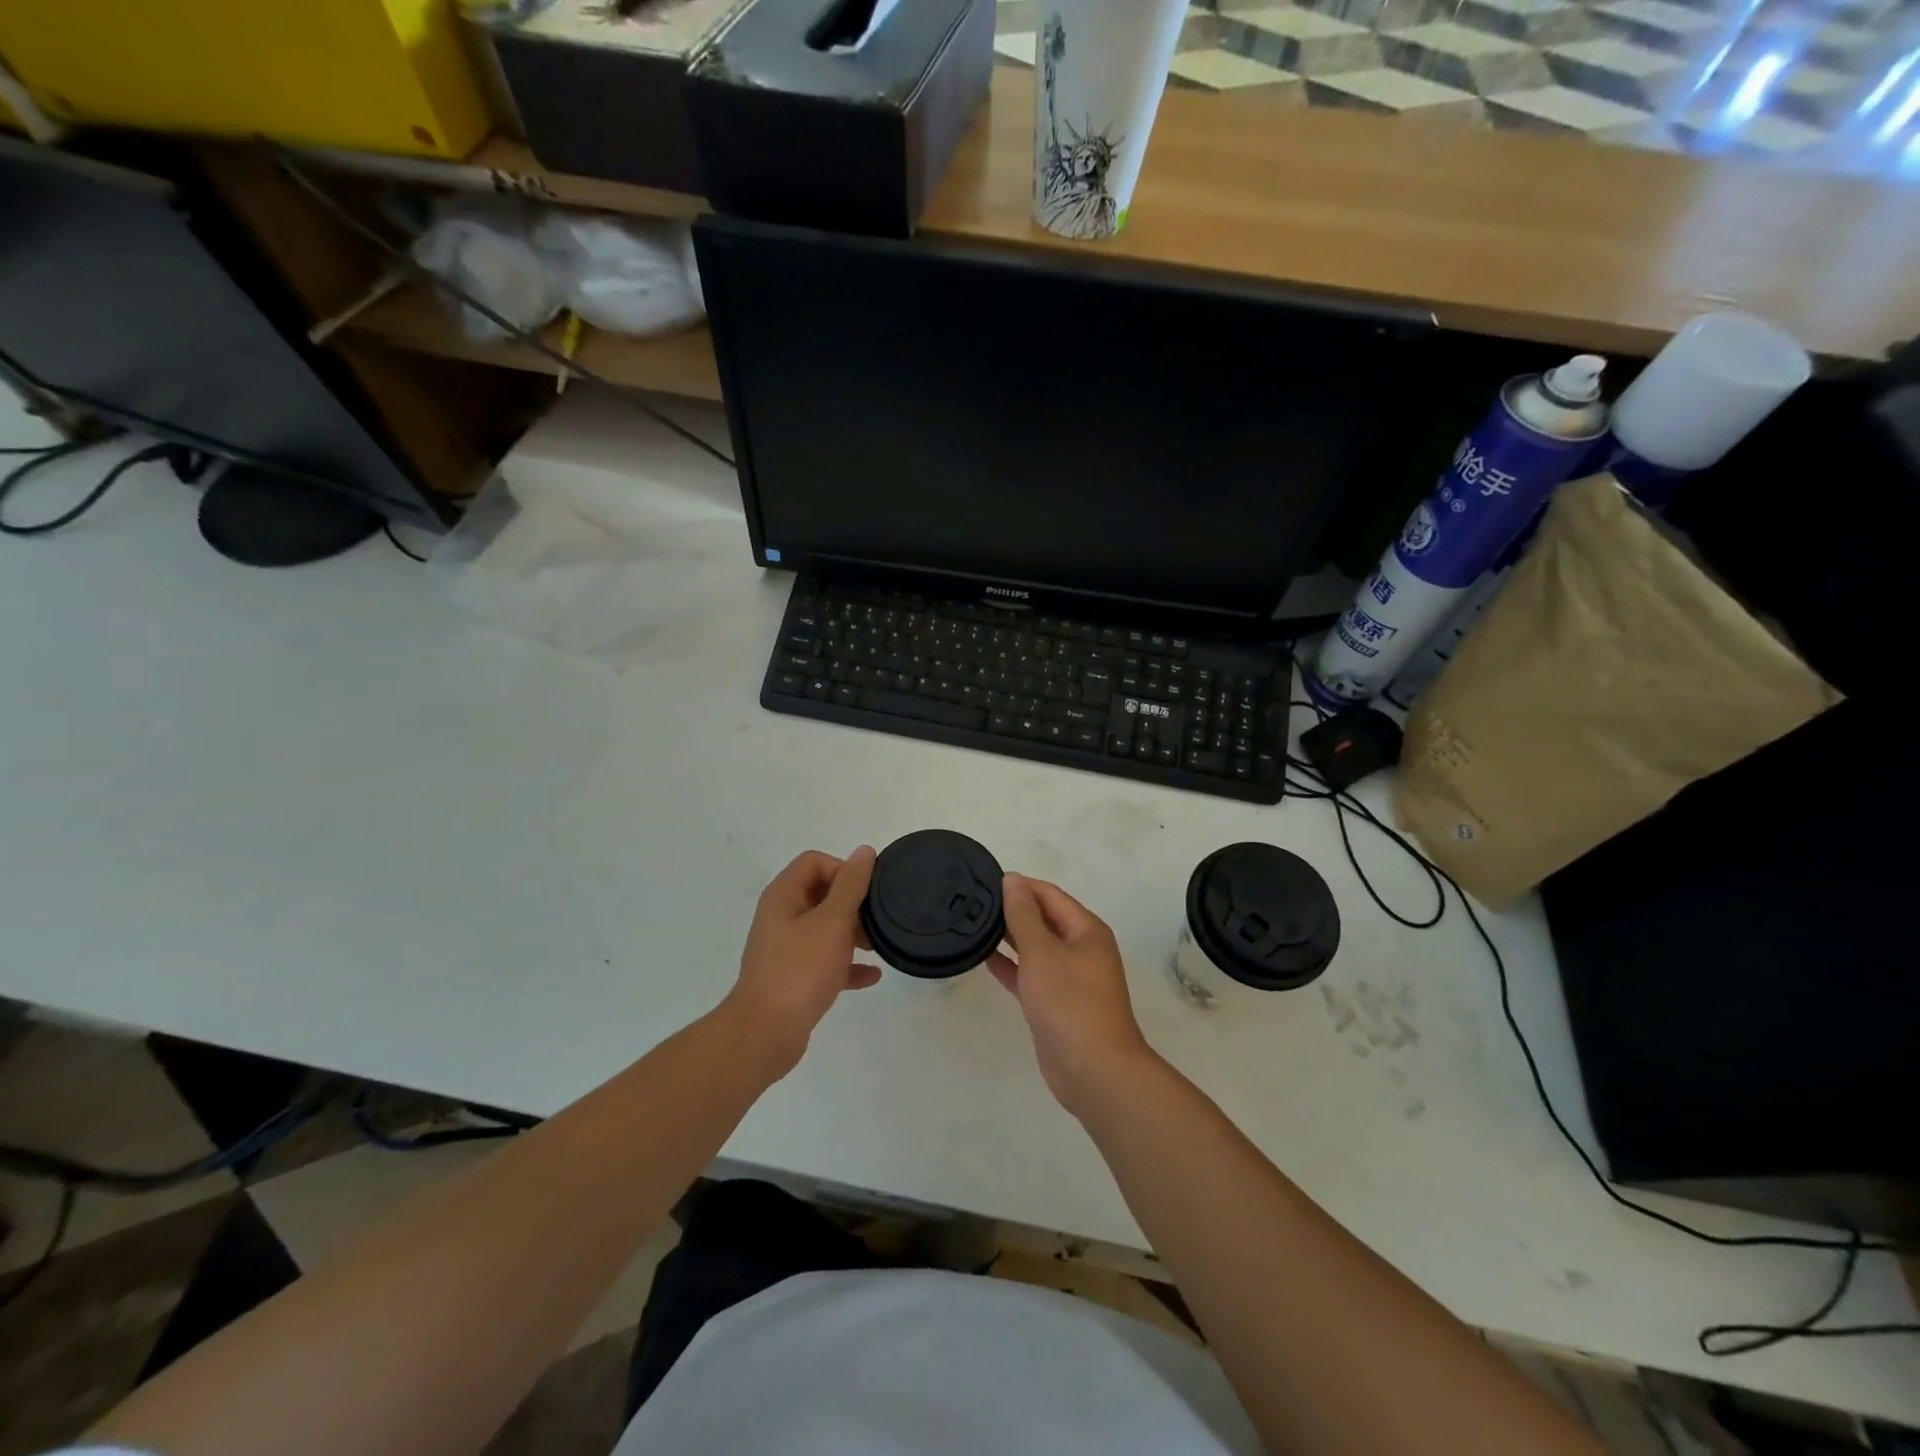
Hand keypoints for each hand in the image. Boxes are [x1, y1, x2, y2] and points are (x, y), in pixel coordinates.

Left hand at [726, 847, 880, 1077]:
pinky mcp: (793, 977)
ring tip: (877, 946)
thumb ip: (851, 885)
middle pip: (821, 893)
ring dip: (852, 933)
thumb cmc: (800, 970)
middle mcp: (781, 917)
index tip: (865, 893)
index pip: (814, 862)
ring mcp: (785, 949)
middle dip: (852, 903)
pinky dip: (846, 964)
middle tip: (876, 920)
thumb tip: (864, 851)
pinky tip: (871, 976)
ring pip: (824, 928)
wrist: (765, 1034)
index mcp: (784, 896)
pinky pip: (824, 961)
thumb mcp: (832, 922)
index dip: (843, 869)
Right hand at [988, 874, 1154, 1116]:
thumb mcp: (1042, 952)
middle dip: (1014, 909)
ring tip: (974, 924)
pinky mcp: (1056, 1004)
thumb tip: (1013, 881)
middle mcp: (1081, 949)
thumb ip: (1023, 915)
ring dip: (1010, 937)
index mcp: (1086, 930)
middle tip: (974, 901)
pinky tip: (985, 958)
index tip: (986, 880)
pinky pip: (1031, 975)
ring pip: (1036, 948)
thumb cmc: (1069, 1002)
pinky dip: (1012, 966)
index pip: (1050, 895)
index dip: (1021, 885)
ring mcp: (1070, 978)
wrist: (1093, 1070)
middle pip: (1045, 919)